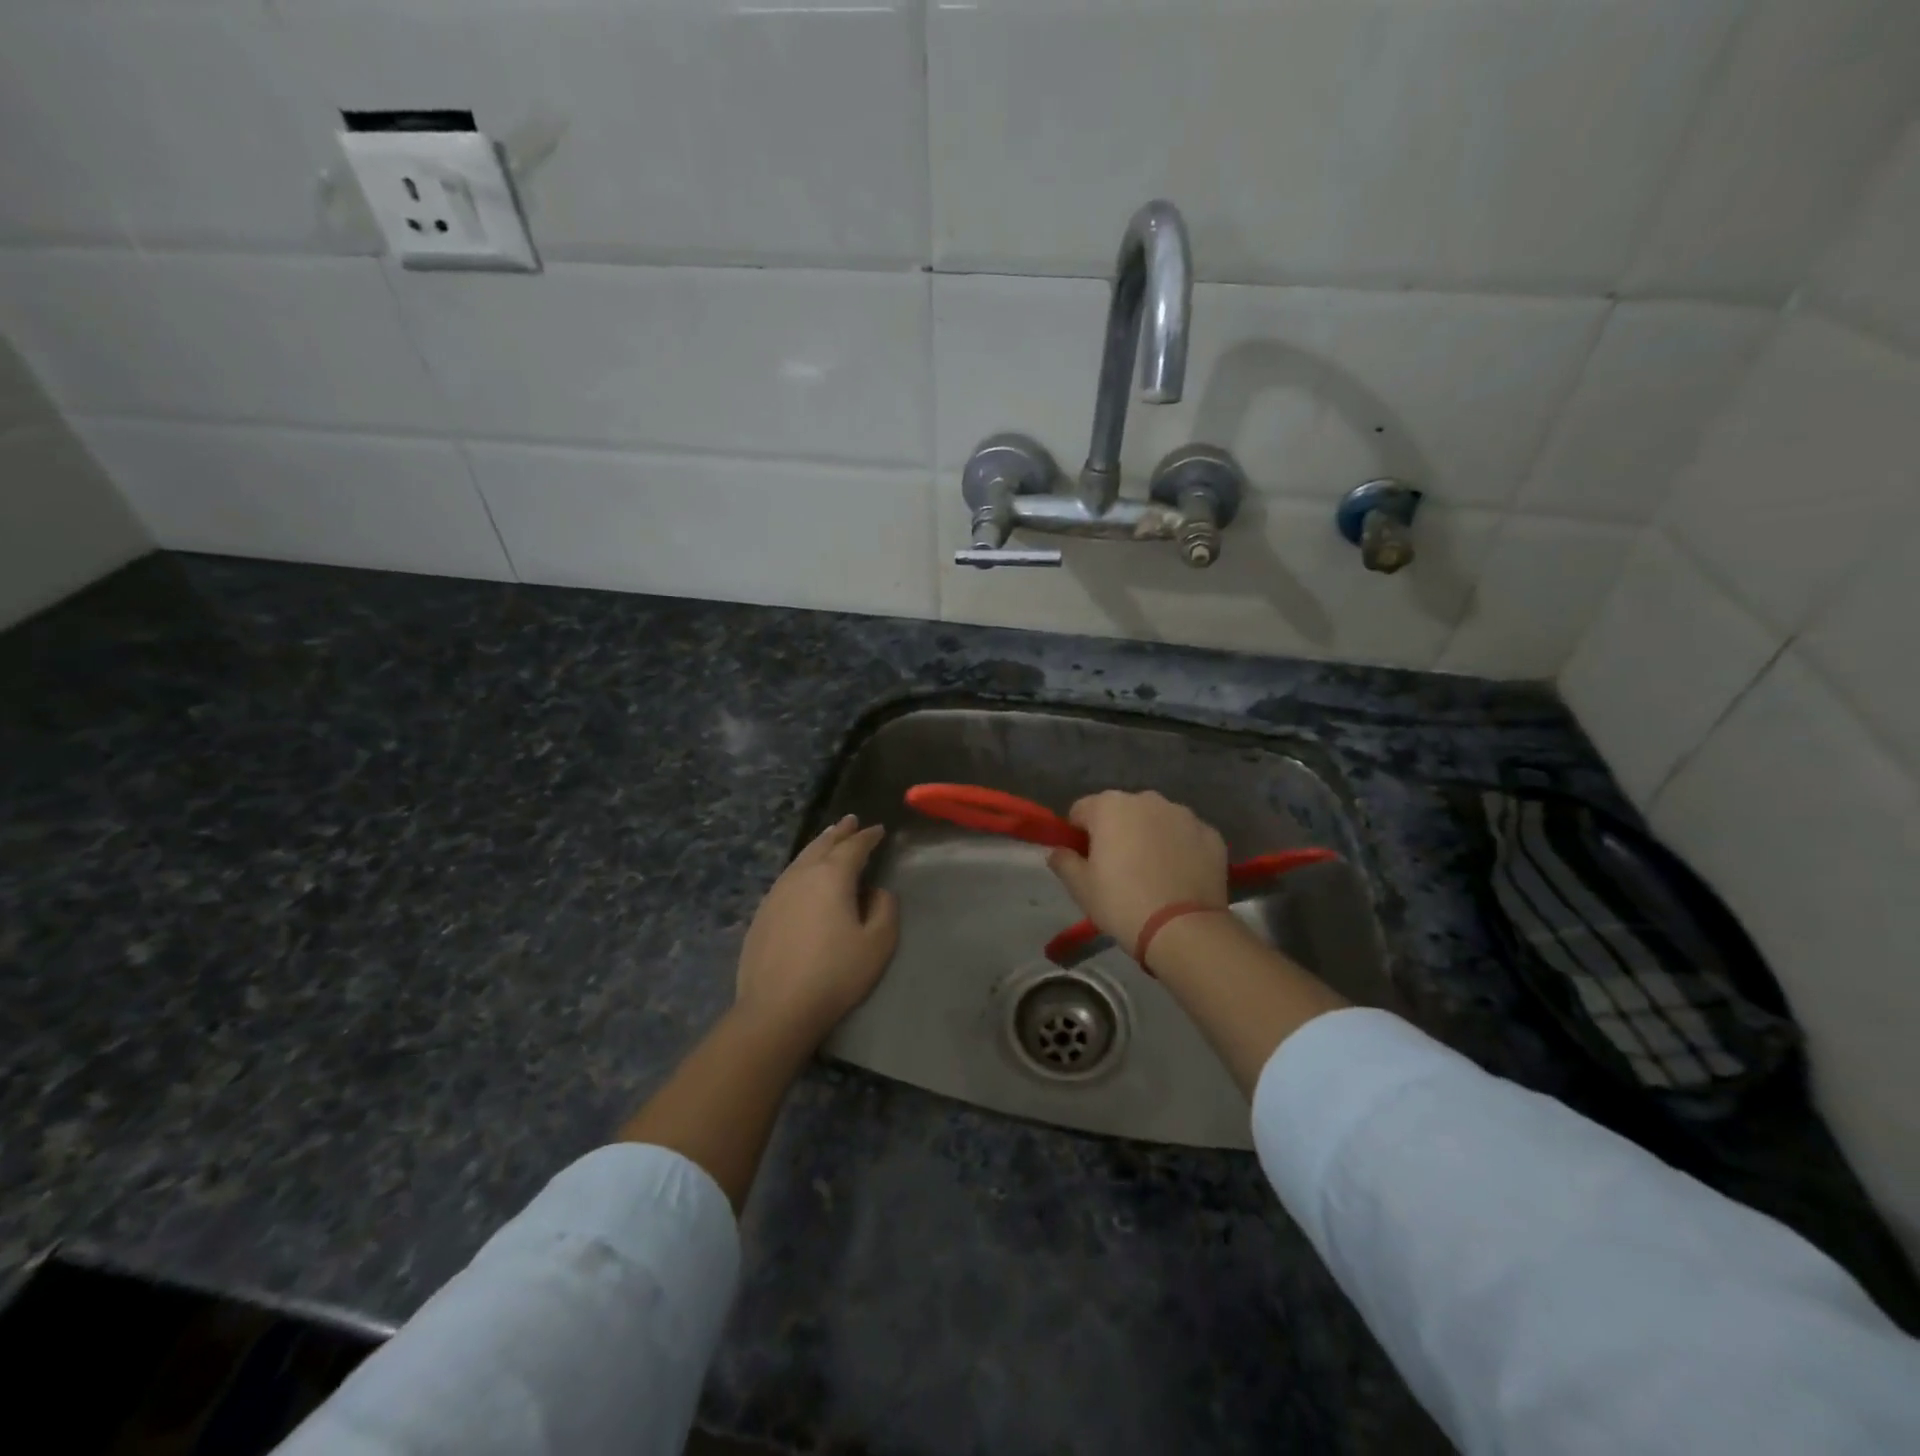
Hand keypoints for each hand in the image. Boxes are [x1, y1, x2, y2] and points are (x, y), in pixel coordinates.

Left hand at [735, 815, 898, 1044]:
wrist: (777, 1007)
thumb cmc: (835, 974)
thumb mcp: (878, 943)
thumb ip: (885, 909)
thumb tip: (878, 890)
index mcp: (832, 876)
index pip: (854, 847)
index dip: (868, 837)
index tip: (879, 830)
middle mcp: (802, 875)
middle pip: (823, 844)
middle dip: (839, 832)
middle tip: (850, 821)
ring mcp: (777, 892)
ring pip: (801, 858)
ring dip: (818, 845)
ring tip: (828, 839)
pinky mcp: (763, 913)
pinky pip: (787, 877)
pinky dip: (801, 866)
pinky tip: (803, 876)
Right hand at [1047, 791, 1229, 952]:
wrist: (1184, 929)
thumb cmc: (1122, 903)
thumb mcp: (1080, 887)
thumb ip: (1063, 861)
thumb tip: (1058, 851)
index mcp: (1110, 806)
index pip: (1081, 810)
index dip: (1078, 834)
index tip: (1084, 861)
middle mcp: (1147, 799)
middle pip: (1121, 811)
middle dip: (1116, 832)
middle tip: (1117, 869)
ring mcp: (1183, 814)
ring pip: (1156, 820)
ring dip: (1149, 836)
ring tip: (1152, 874)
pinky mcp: (1211, 833)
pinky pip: (1185, 835)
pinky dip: (1179, 848)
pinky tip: (1178, 877)